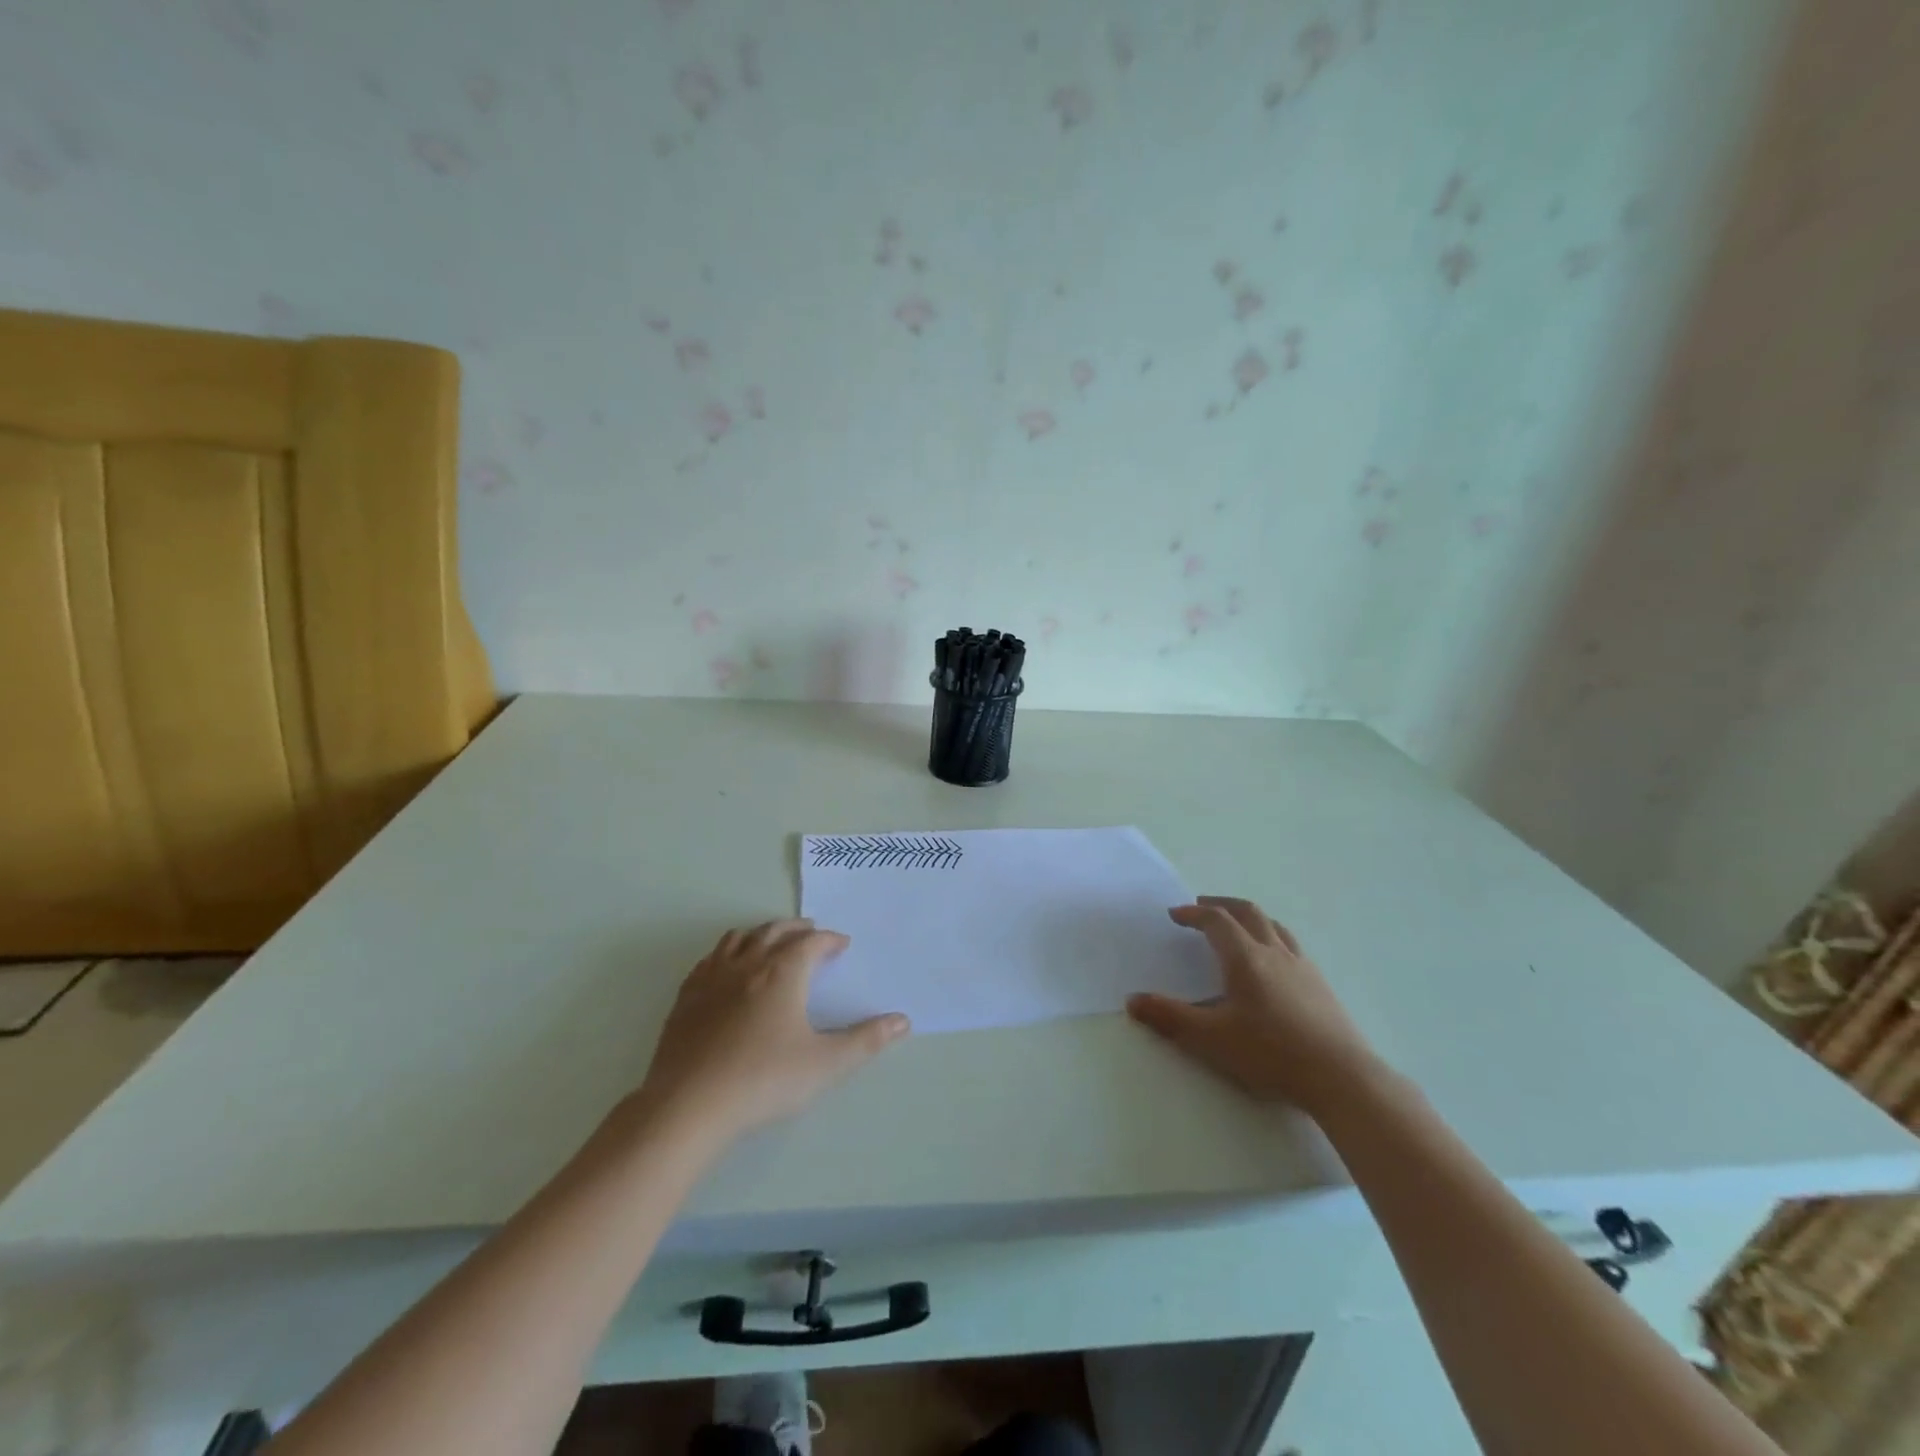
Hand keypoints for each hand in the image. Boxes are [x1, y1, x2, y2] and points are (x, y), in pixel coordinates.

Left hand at [633, 919, 909, 1148]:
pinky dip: (726, 953)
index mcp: (783, 973)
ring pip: (739, 938)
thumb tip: (903, 1020)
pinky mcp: (686, 998)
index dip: (830, 940)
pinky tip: (727, 970)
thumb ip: (866, 1041)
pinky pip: (709, 960)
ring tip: (771, 941)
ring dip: (760, 933)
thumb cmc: (764, 1080)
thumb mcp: (825, 1064)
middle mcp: (747, 964)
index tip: (842, 945)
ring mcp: (712, 978)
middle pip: (774, 931)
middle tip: (811, 932)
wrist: (689, 1105)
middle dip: (796, 928)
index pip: (811, 942)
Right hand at [1127, 896, 1376, 1115]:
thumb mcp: (1211, 1038)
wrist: (1342, 1078)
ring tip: (1236, 926)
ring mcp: (1303, 966)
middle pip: (1248, 912)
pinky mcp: (1321, 985)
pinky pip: (1290, 945)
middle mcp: (1274, 952)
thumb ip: (1170, 1017)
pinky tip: (1271, 963)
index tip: (1176, 914)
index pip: (1216, 921)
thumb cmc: (1271, 1053)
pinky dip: (1271, 937)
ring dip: (1249, 917)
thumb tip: (1133, 1001)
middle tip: (1202, 906)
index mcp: (1245, 958)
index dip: (1193, 913)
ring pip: (1273, 926)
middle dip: (1222, 904)